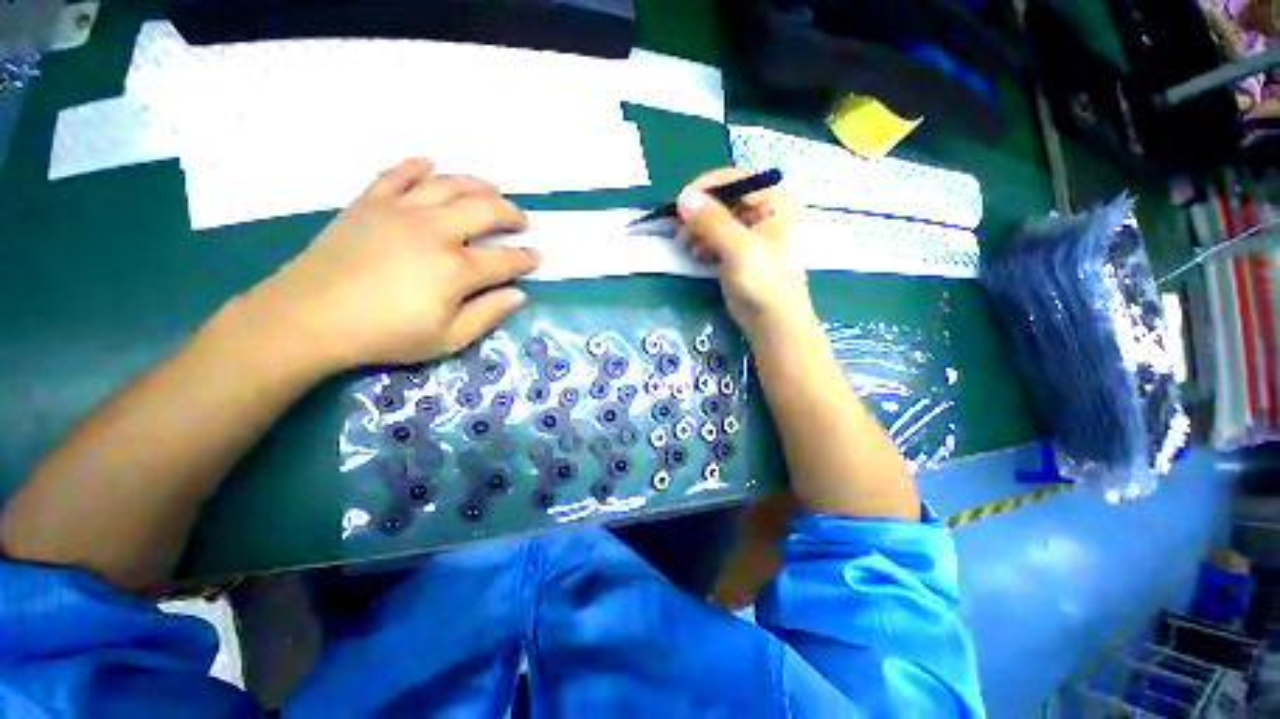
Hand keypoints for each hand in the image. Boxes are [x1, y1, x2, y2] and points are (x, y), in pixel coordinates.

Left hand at [244, 158, 540, 369]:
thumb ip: (488, 314)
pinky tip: (430, 164)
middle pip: (485, 210)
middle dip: (511, 213)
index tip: (538, 256)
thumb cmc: (385, 335)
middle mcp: (436, 230)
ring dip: (477, 184)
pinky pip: (397, 174)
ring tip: (493, 189)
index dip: (527, 258)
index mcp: (457, 268)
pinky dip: (416, 166)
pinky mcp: (369, 202)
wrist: (309, 318)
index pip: (506, 259)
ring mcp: (401, 210)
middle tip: (522, 220)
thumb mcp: (448, 339)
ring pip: (449, 185)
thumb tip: (519, 294)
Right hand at [676, 168, 814, 339]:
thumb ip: (712, 221)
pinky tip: (697, 254)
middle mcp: (767, 213)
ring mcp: (754, 233)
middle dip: (701, 212)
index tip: (681, 201)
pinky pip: (720, 237)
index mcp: (777, 203)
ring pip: (720, 219)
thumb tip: (683, 197)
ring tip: (686, 244)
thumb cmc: (763, 283)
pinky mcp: (743, 252)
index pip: (738, 180)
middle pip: (727, 200)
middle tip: (679, 228)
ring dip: (700, 229)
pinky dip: (706, 243)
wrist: (772, 323)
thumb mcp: (738, 249)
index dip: (708, 187)